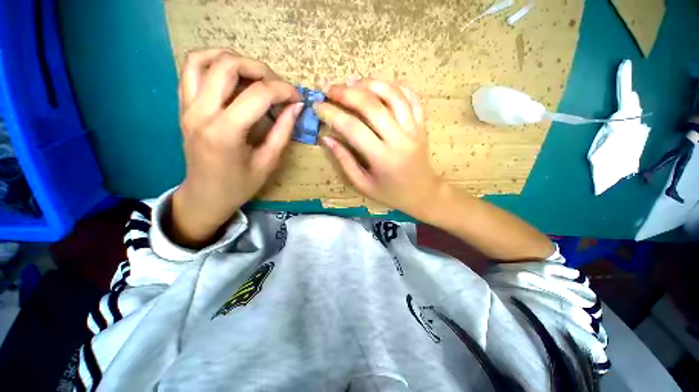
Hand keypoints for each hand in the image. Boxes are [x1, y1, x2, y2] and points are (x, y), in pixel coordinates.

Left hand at [170, 49, 301, 247]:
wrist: (205, 196)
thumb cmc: (240, 185)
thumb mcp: (268, 162)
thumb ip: (283, 131)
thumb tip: (296, 106)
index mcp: (225, 132)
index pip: (258, 94)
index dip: (283, 90)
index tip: (297, 98)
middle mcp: (201, 113)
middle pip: (228, 66)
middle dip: (260, 69)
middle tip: (278, 85)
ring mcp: (187, 107)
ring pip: (203, 59)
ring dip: (233, 59)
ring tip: (255, 74)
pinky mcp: (183, 107)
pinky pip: (190, 70)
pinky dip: (211, 62)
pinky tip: (231, 74)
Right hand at [315, 80, 444, 217]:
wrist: (423, 193)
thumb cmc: (390, 193)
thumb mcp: (363, 184)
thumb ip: (344, 161)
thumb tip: (327, 139)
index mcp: (382, 158)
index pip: (352, 128)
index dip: (331, 113)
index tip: (317, 105)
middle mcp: (399, 139)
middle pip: (371, 105)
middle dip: (346, 93)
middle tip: (329, 88)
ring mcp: (414, 129)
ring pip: (392, 95)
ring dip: (369, 84)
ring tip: (351, 82)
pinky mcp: (421, 125)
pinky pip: (411, 97)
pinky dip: (396, 86)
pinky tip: (380, 86)